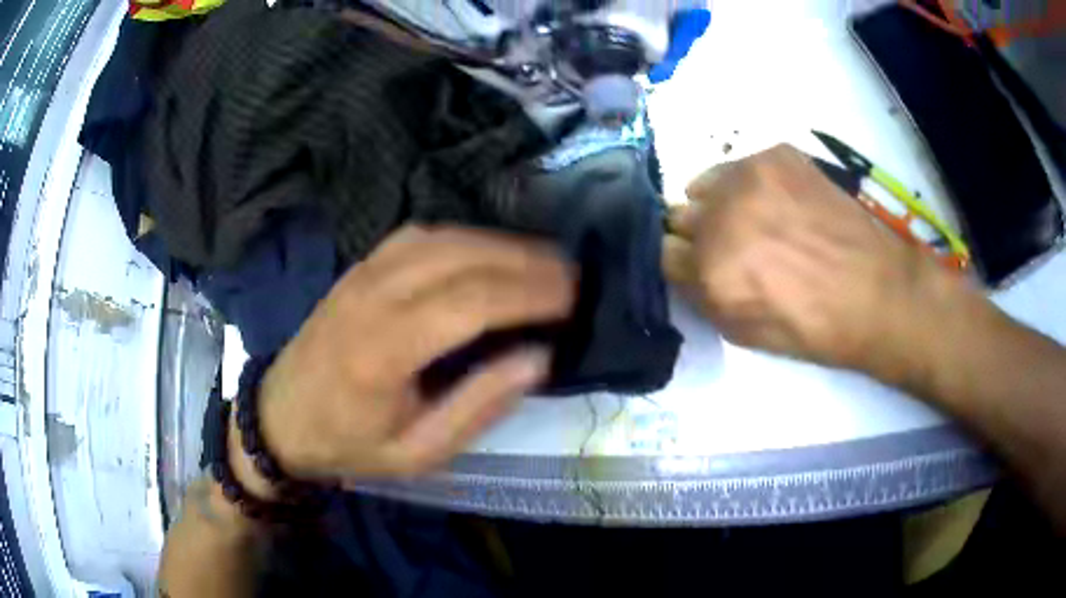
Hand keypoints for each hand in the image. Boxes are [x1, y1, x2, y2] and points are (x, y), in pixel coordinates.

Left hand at [256, 226, 576, 479]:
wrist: (280, 417)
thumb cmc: (349, 444)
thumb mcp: (418, 452)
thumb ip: (479, 405)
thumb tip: (538, 358)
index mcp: (384, 352)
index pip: (470, 303)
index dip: (529, 293)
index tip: (574, 297)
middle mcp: (372, 298)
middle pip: (462, 258)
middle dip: (526, 260)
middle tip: (571, 274)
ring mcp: (362, 274)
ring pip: (443, 237)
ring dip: (499, 243)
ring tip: (541, 261)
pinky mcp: (358, 267)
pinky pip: (419, 235)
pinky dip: (464, 237)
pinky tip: (488, 252)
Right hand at [663, 145, 962, 381]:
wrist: (876, 291)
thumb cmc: (814, 326)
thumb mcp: (744, 333)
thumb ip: (701, 295)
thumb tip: (685, 264)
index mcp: (712, 271)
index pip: (664, 252)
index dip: (684, 264)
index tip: (701, 268)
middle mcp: (722, 217)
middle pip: (680, 214)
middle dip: (699, 233)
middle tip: (731, 246)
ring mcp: (750, 178)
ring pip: (705, 183)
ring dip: (720, 204)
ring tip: (755, 220)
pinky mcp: (777, 155)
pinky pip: (741, 166)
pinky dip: (750, 185)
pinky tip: (780, 204)